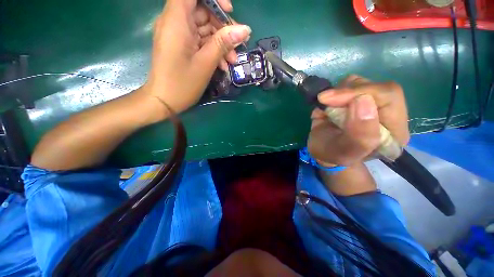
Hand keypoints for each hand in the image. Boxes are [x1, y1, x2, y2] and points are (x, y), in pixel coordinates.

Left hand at [142, 0, 250, 115]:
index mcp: (176, 20)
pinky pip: (200, 40)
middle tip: (236, 46)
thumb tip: (245, 29)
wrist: (165, 100)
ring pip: (204, 27)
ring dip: (220, 42)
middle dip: (222, 27)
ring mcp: (179, 35)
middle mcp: (175, 22)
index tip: (228, 11)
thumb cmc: (183, 83)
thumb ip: (224, 43)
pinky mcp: (182, 45)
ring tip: (232, 61)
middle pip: (202, 10)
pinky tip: (222, 64)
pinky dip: (212, 50)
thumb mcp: (206, 63)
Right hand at [308, 75, 409, 166]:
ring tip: (327, 108)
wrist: (322, 150)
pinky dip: (333, 92)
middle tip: (325, 100)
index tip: (331, 100)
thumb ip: (359, 135)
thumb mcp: (344, 152)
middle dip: (347, 92)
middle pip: (376, 86)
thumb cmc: (332, 154)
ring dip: (338, 92)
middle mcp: (387, 113)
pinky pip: (347, 84)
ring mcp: (370, 103)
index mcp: (394, 130)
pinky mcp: (355, 98)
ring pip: (360, 82)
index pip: (389, 96)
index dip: (360, 92)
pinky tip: (328, 105)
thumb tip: (363, 100)